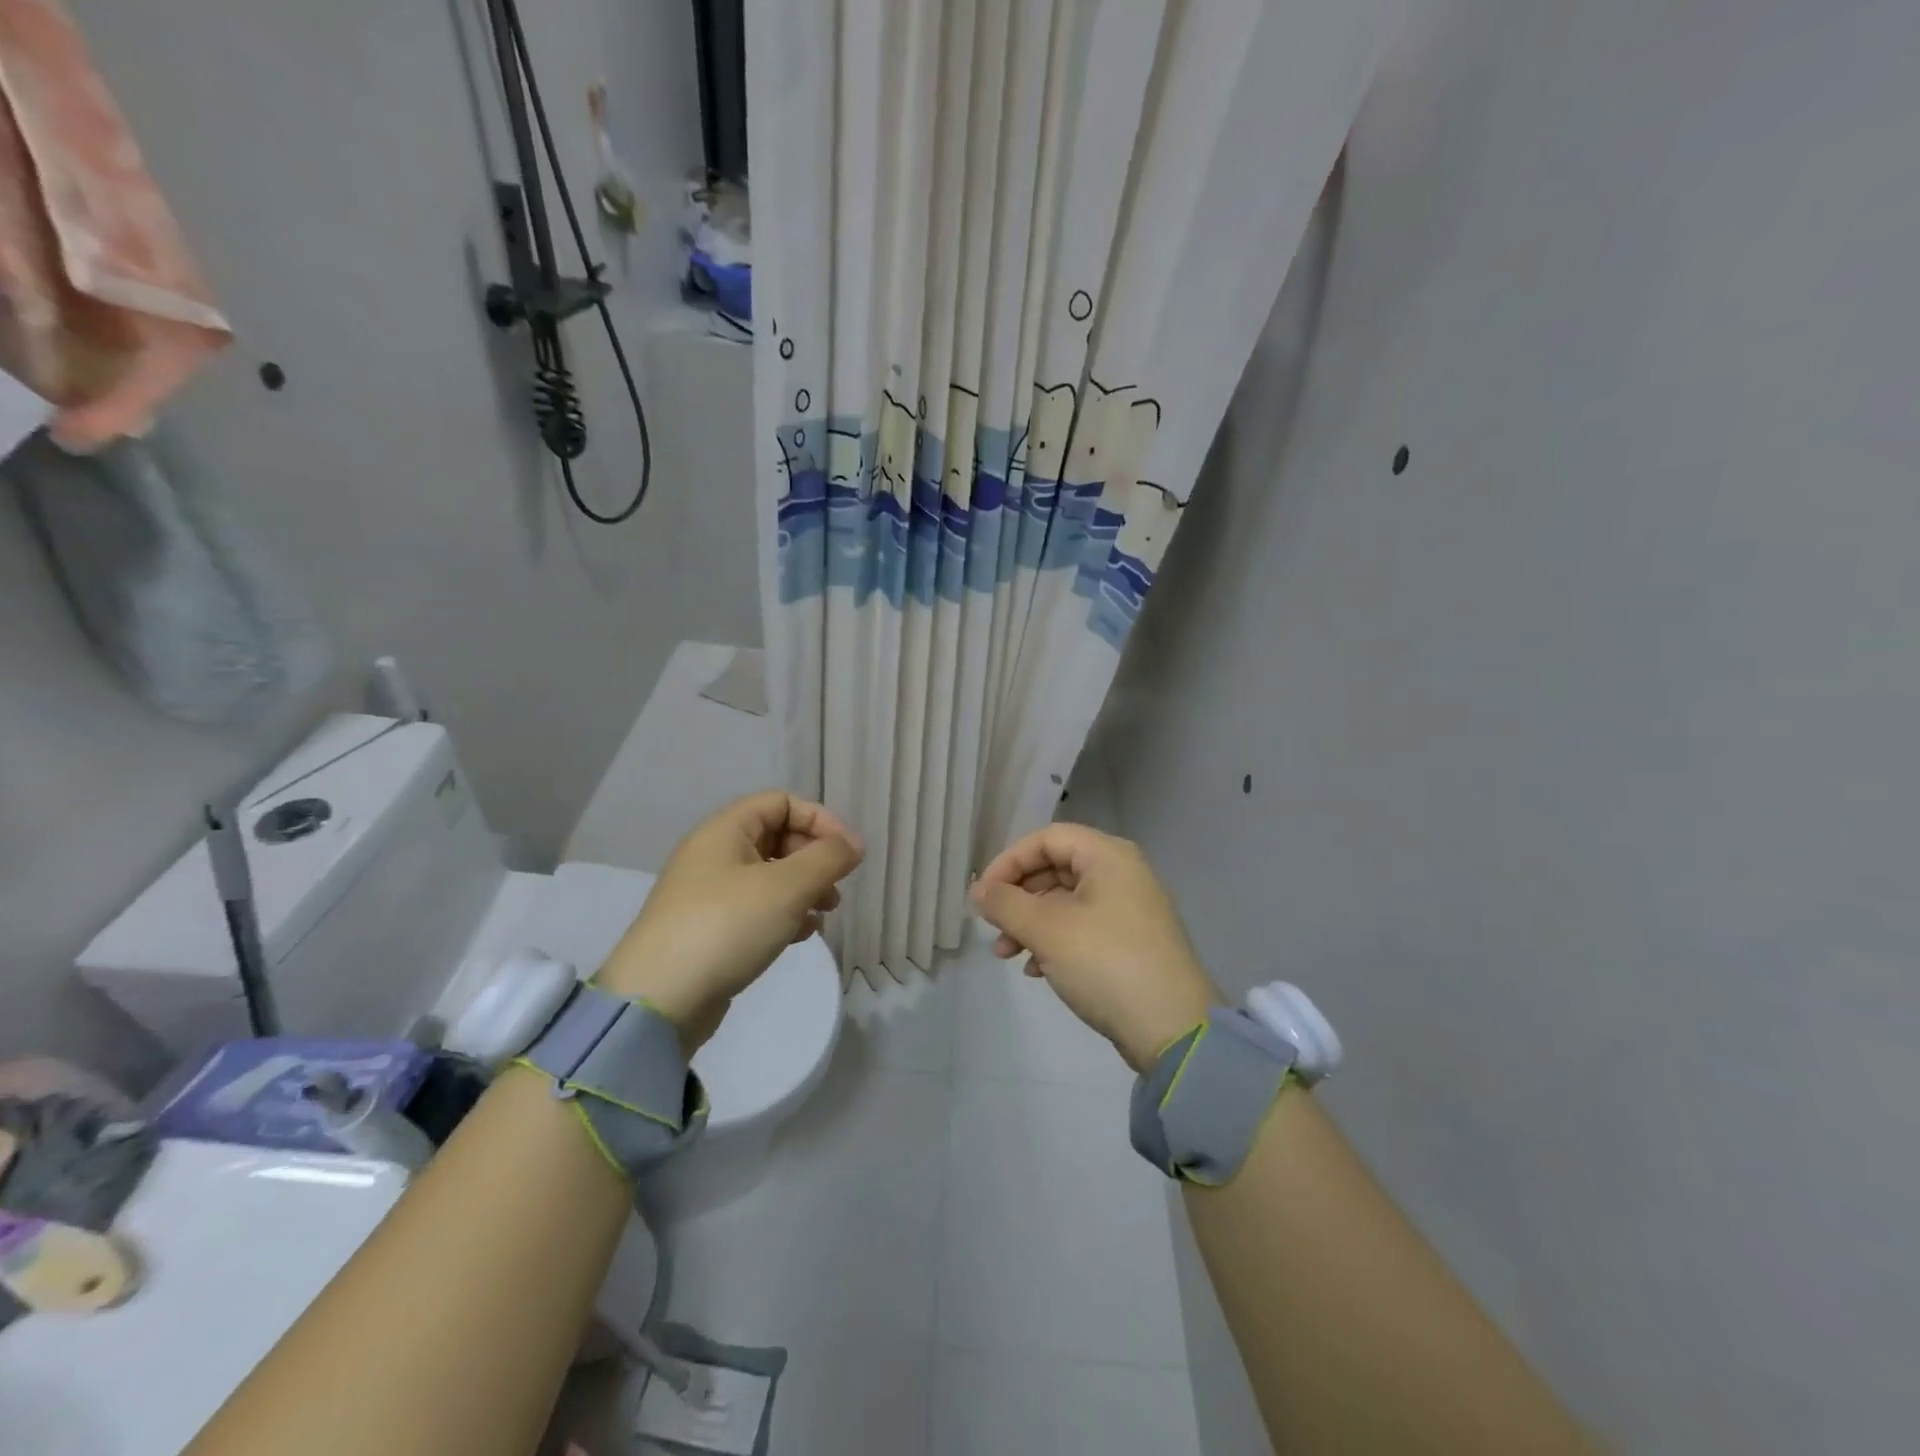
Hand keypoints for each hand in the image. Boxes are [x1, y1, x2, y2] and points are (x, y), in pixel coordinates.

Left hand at [597, 792, 862, 1049]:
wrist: (659, 1000)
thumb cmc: (727, 927)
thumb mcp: (787, 887)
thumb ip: (827, 859)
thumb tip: (854, 844)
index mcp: (725, 830)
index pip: (781, 802)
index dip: (819, 820)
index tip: (847, 853)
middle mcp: (713, 854)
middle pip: (776, 837)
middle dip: (813, 858)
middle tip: (836, 888)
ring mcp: (708, 894)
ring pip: (769, 875)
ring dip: (803, 888)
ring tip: (825, 914)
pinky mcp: (709, 929)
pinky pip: (756, 907)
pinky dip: (784, 914)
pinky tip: (801, 935)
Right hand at [971, 824, 1219, 1072]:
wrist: (1173, 1030)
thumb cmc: (1106, 964)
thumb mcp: (1047, 930)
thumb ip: (1006, 904)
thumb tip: (979, 890)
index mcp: (1108, 856)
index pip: (1046, 839)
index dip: (1009, 861)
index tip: (983, 895)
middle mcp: (1122, 873)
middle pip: (1055, 869)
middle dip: (1017, 898)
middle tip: (992, 928)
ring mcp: (1129, 908)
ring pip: (1065, 901)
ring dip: (1030, 923)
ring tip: (1007, 955)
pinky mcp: (1130, 941)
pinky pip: (1082, 927)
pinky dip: (1054, 941)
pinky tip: (1036, 970)